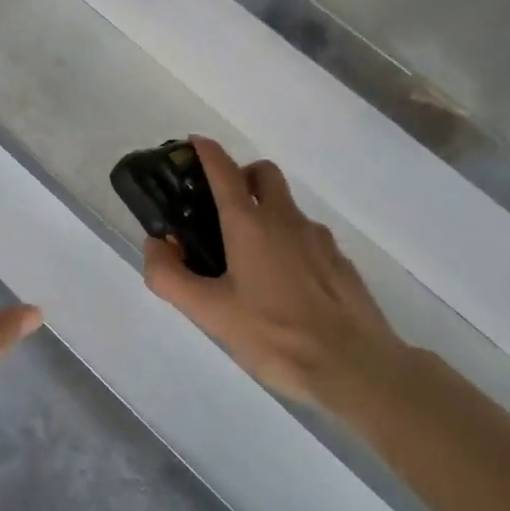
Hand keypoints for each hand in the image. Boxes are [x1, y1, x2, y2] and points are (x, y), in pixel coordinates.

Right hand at [144, 138, 404, 414]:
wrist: (354, 367)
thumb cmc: (274, 335)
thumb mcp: (209, 313)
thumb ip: (171, 277)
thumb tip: (155, 244)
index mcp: (249, 223)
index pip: (223, 169)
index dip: (206, 151)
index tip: (193, 144)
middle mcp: (285, 219)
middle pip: (263, 173)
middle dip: (242, 176)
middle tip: (223, 208)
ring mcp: (318, 239)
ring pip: (288, 206)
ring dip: (267, 212)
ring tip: (252, 258)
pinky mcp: (340, 262)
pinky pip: (309, 238)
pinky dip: (291, 243)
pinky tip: (287, 284)